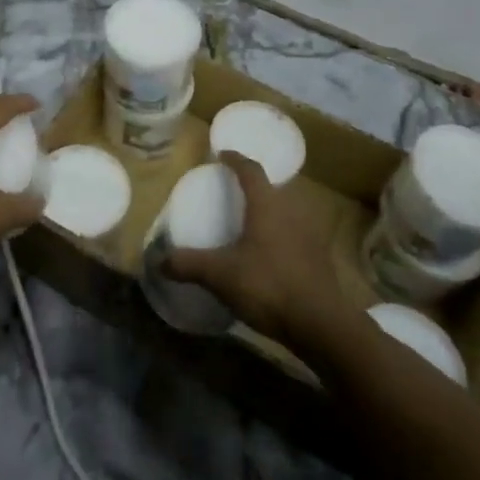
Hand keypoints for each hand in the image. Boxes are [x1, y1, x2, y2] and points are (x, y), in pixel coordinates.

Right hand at [162, 151, 346, 344]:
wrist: (322, 325)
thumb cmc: (269, 286)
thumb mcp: (221, 275)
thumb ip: (189, 264)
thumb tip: (158, 260)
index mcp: (268, 205)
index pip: (251, 170)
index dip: (236, 159)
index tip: (222, 154)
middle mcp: (292, 212)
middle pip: (273, 188)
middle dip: (254, 187)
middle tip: (235, 192)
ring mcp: (310, 235)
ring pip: (287, 212)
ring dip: (270, 212)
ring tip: (251, 223)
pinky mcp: (320, 259)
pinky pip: (296, 235)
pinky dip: (281, 236)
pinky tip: (270, 255)